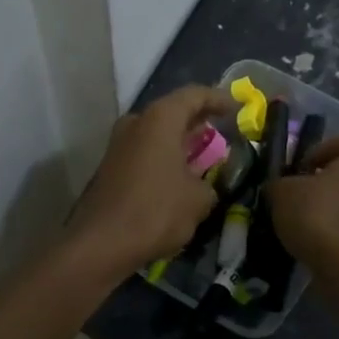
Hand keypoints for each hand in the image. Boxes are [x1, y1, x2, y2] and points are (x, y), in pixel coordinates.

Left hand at [68, 85, 236, 278]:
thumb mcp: (199, 200)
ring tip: (203, 157)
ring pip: (156, 135)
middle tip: (220, 132)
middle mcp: (135, 123)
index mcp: (159, 119)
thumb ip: (209, 184)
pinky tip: (178, 178)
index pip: (194, 95)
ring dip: (179, 143)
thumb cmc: (156, 211)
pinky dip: (164, 159)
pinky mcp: (109, 168)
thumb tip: (204, 186)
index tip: (237, 108)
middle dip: (197, 123)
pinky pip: (144, 154)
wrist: (101, 244)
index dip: (219, 99)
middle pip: (172, 113)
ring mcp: (118, 145)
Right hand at [267, 133, 338, 276]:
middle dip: (331, 182)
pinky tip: (324, 243)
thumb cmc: (322, 214)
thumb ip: (282, 183)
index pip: (338, 143)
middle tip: (303, 197)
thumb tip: (282, 188)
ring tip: (310, 224)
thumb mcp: (284, 191)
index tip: (295, 176)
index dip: (312, 158)